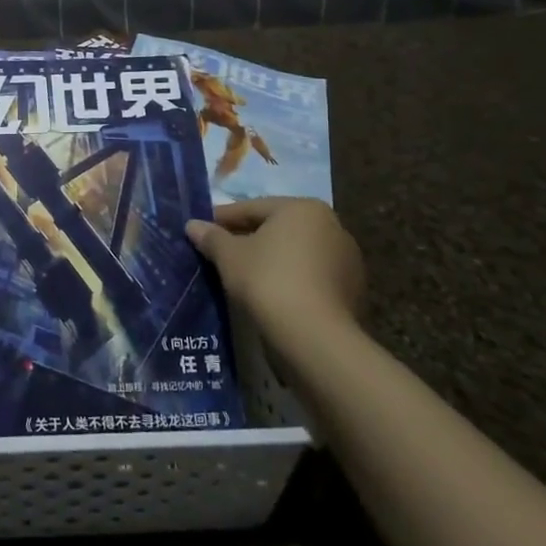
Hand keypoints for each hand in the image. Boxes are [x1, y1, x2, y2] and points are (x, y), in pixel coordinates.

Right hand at [186, 198, 364, 351]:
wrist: (315, 337)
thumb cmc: (267, 281)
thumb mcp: (229, 256)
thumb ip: (211, 237)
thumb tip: (192, 225)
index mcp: (302, 208)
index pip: (252, 208)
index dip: (222, 219)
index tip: (201, 230)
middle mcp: (331, 225)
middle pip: (277, 228)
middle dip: (248, 238)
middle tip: (220, 252)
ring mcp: (346, 258)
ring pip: (295, 252)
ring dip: (271, 259)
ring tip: (243, 275)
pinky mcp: (352, 289)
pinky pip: (310, 275)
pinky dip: (290, 278)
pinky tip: (270, 293)